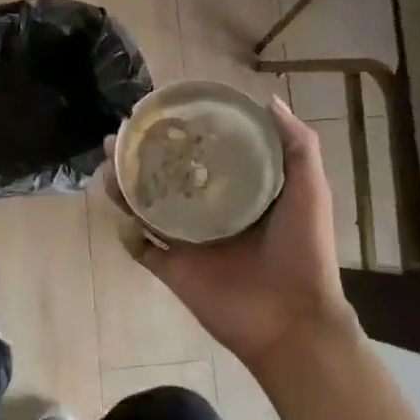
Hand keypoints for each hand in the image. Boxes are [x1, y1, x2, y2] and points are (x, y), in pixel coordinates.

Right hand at [115, 97, 355, 377]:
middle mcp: (208, 212)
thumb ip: (297, 145)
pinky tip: (121, 215)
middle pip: (165, 177)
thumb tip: (268, 99)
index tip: (160, 112)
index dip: (180, 133)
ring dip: (125, 188)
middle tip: (120, 136)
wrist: (293, 321)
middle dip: (140, 156)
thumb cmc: (304, 252)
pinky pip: (141, 249)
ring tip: (109, 165)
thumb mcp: (310, 190)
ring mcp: (187, 241)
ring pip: (146, 208)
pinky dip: (128, 234)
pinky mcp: (172, 269)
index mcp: (238, 192)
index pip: (202, 155)